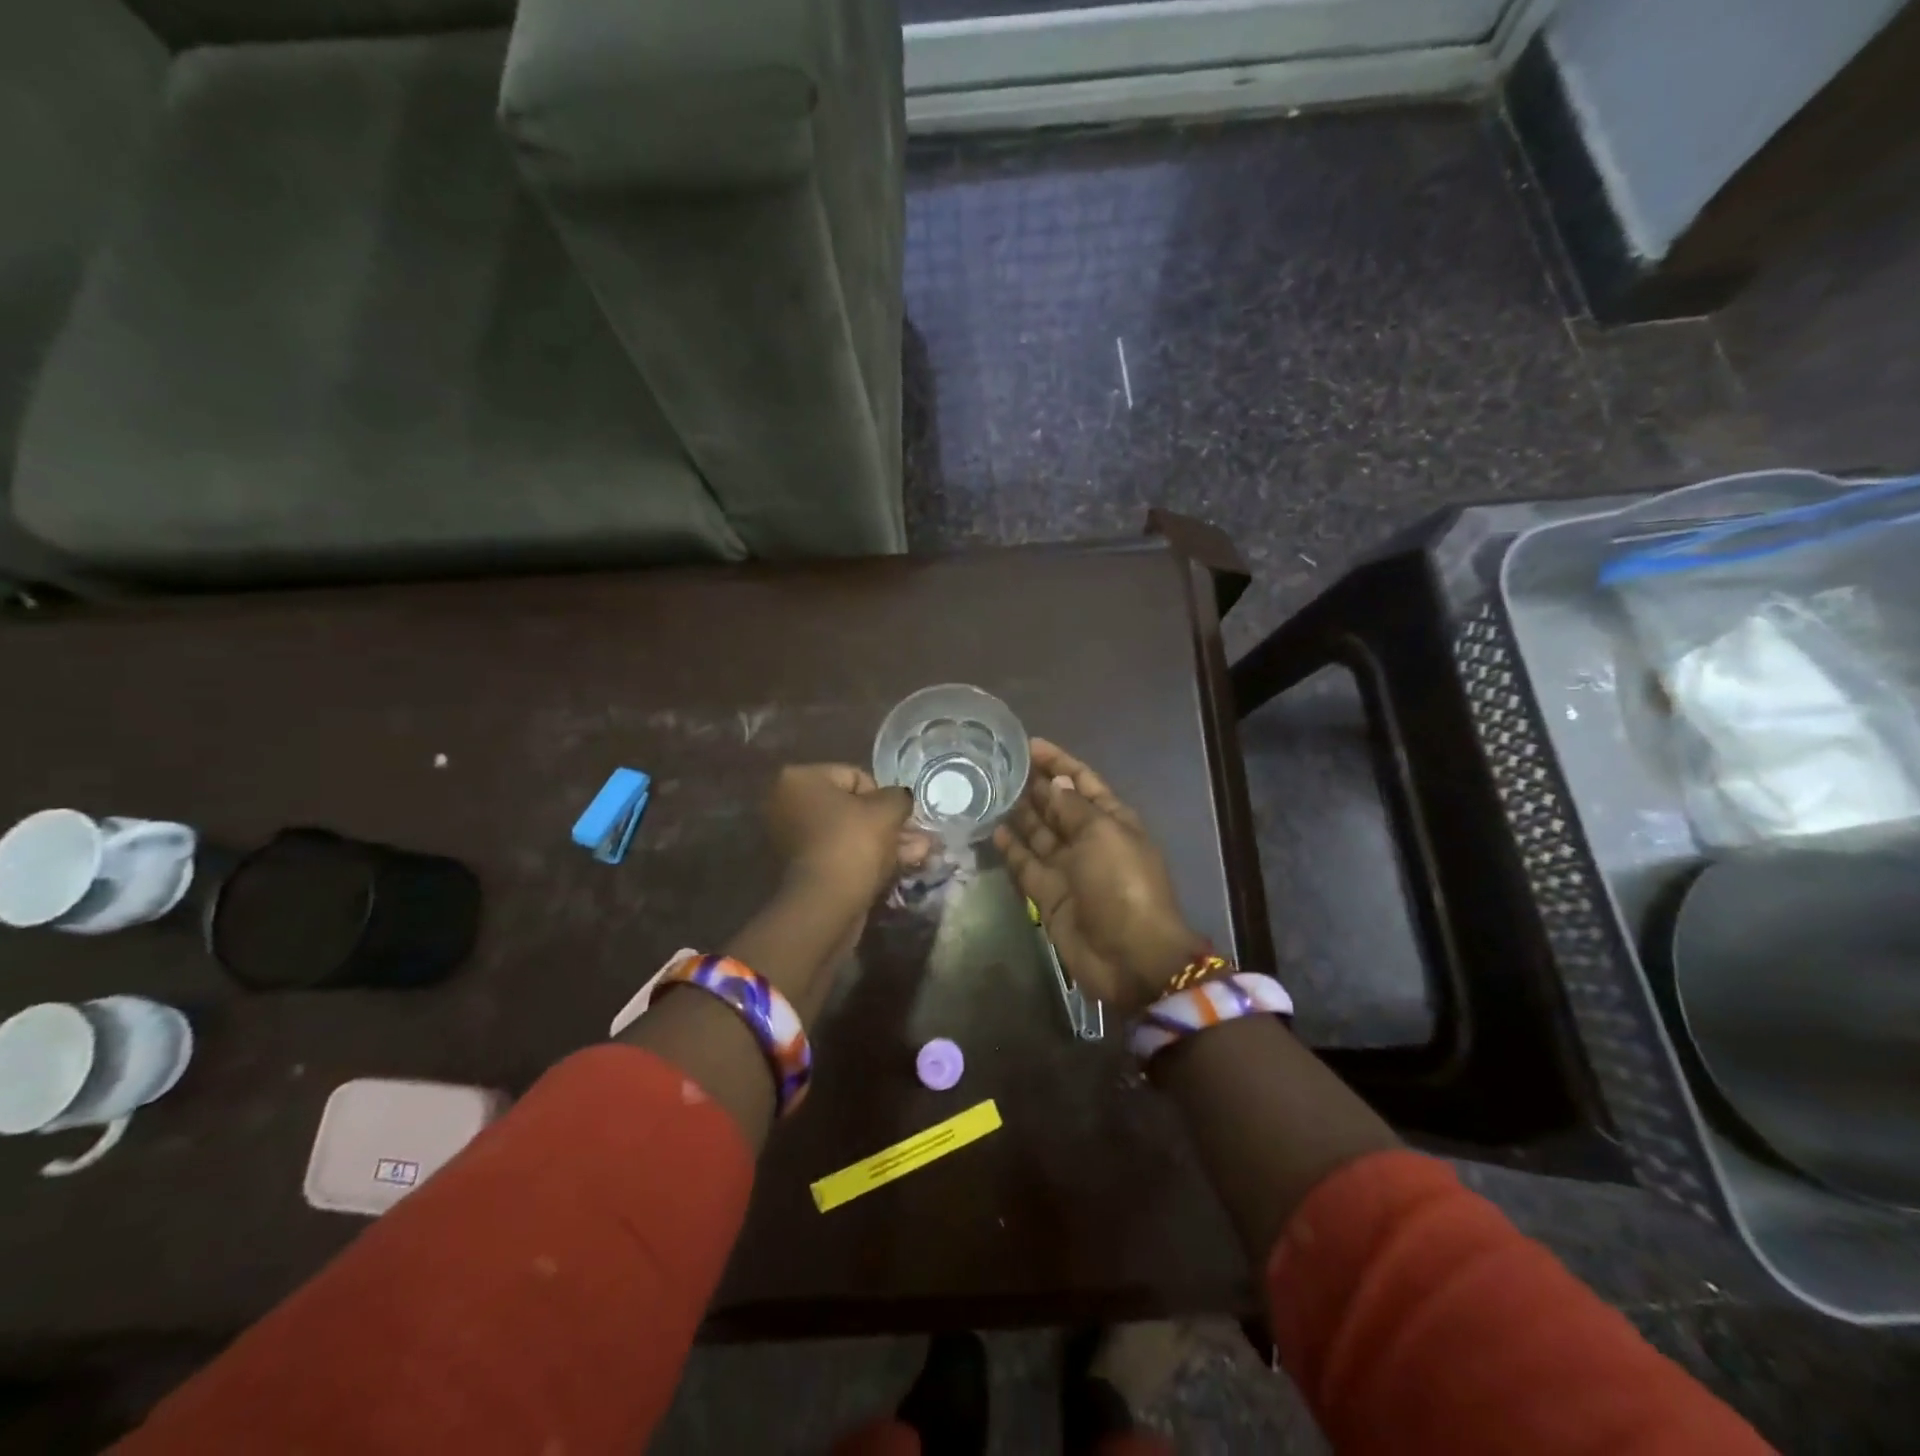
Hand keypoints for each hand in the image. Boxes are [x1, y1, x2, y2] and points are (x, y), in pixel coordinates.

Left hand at [766, 764, 916, 910]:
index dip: (884, 797)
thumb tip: (901, 800)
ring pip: (850, 834)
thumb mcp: (888, 809)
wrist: (826, 905)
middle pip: (852, 808)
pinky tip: (898, 867)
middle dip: (887, 824)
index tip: (899, 818)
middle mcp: (787, 804)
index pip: (854, 776)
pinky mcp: (802, 869)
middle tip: (917, 838)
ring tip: (918, 854)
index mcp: (799, 779)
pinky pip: (841, 854)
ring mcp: (791, 839)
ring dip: (884, 842)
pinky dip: (866, 859)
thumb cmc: (854, 843)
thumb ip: (899, 797)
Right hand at [993, 739, 1202, 1015]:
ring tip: (988, 790)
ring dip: (1019, 813)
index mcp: (1111, 819)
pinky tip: (992, 828)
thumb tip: (1055, 782)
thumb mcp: (1102, 834)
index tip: (1029, 743)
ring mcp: (1068, 867)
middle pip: (1057, 805)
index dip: (1058, 762)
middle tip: (998, 764)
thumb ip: (1073, 807)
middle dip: (1034, 784)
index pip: (1081, 781)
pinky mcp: (1049, 894)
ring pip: (1039, 833)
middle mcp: (1089, 839)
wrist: (1130, 956)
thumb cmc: (1122, 885)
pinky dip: (1011, 848)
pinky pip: (1026, 864)